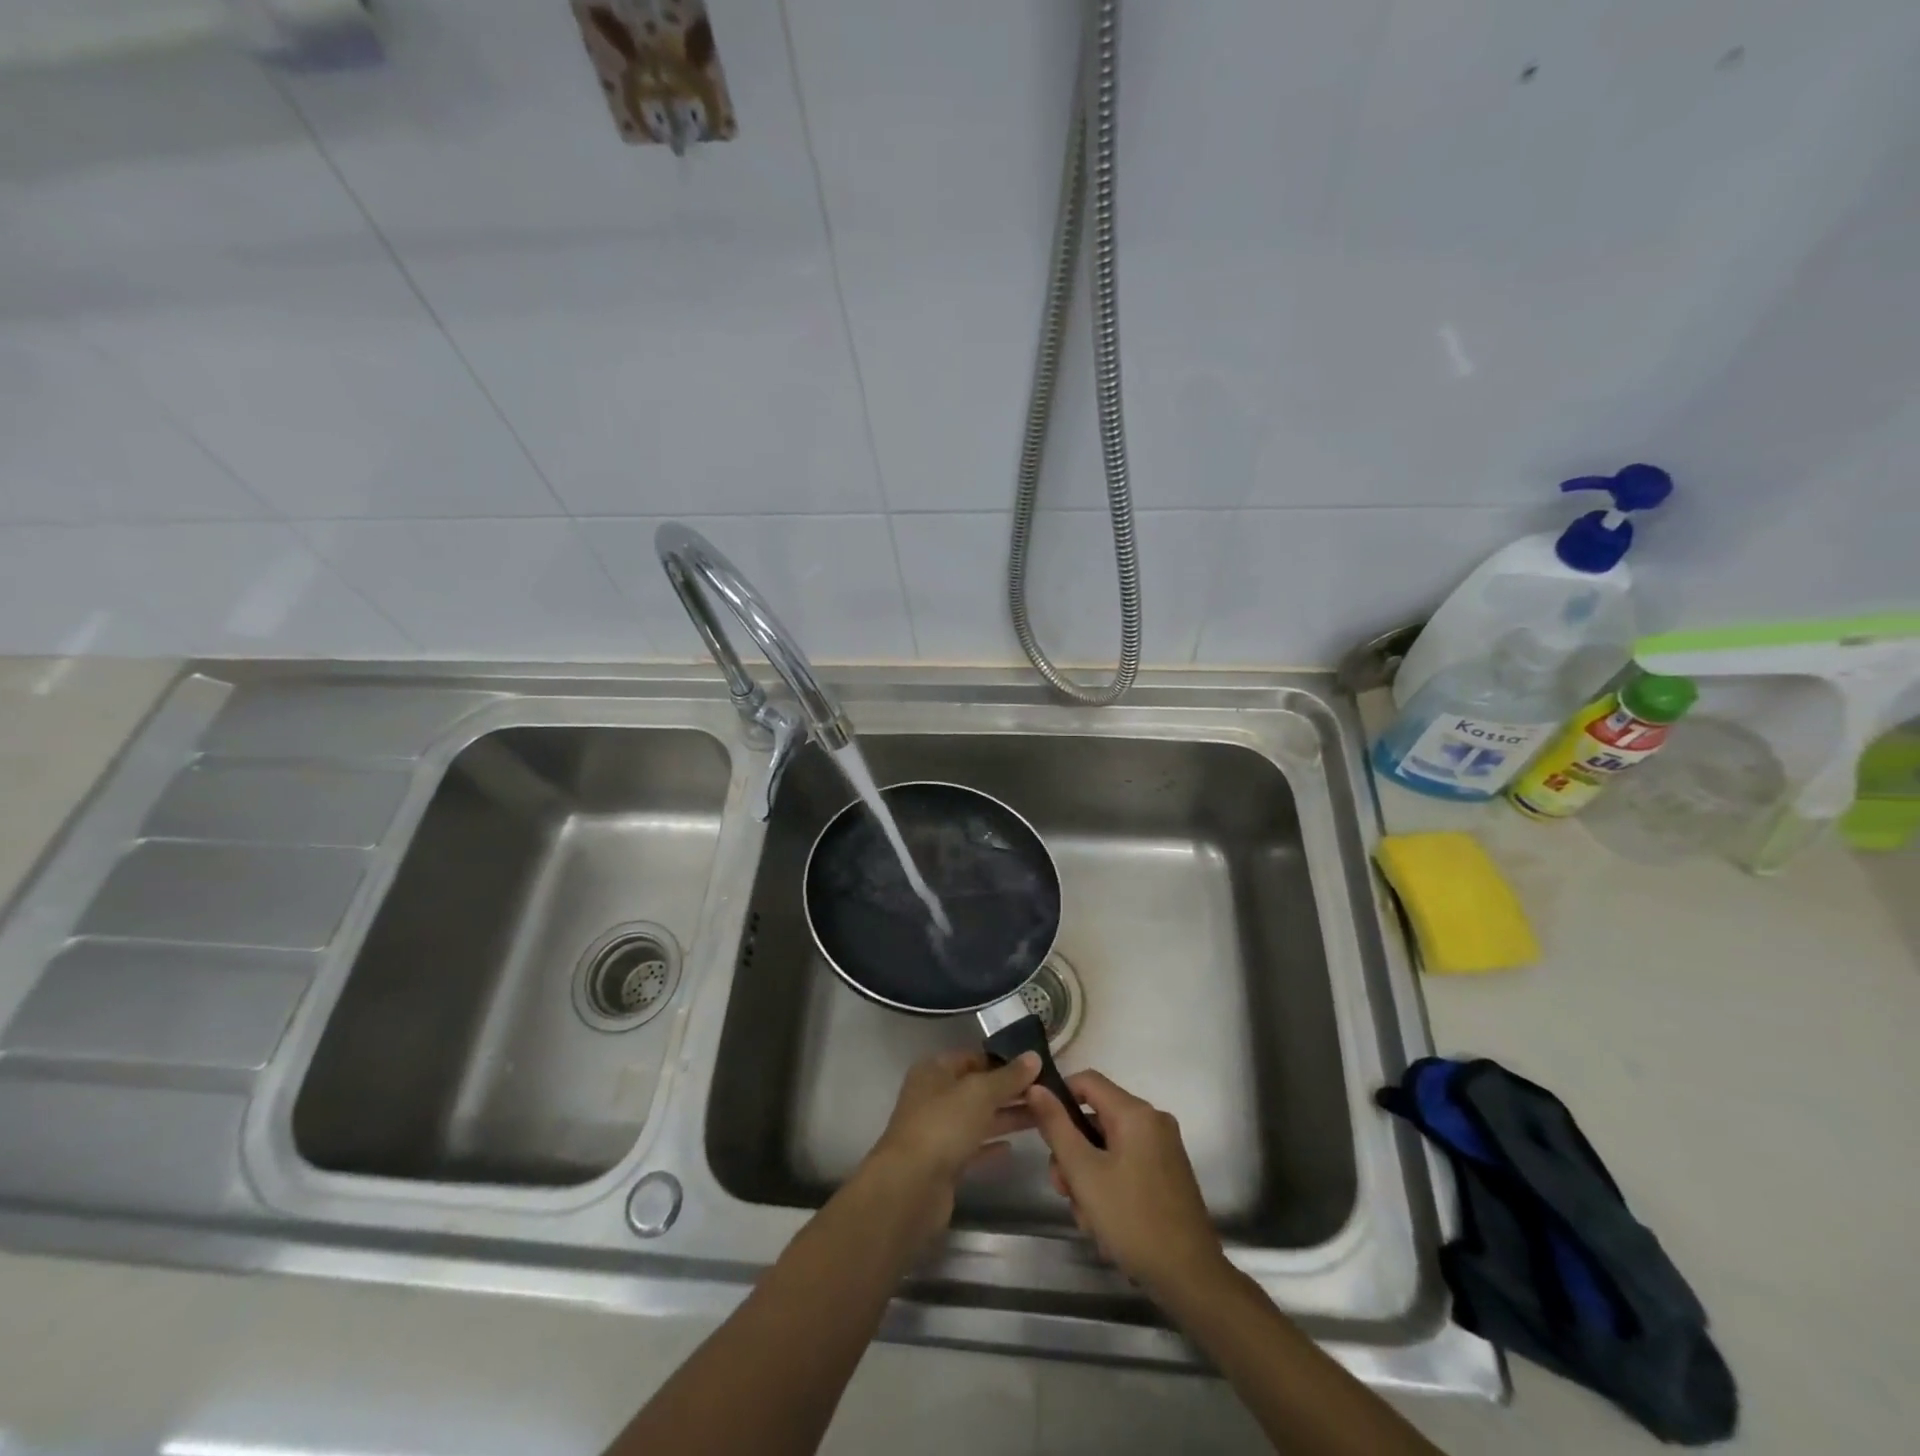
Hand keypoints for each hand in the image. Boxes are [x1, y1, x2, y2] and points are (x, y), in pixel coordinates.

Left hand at [859, 1049, 1040, 1241]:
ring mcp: (938, 1130)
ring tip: (1043, 1116)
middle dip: (1009, 1090)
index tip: (1036, 1066)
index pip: (974, 1056)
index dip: (1003, 1060)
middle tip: (1047, 1092)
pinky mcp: (944, 1163)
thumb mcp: (980, 1092)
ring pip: (978, 1118)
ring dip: (1006, 1116)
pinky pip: (973, 1147)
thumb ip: (1008, 1076)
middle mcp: (934, 1096)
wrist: (911, 1187)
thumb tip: (1034, 1056)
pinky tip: (1013, 1148)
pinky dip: (991, 1145)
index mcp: (935, 1070)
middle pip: (977, 1088)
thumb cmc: (943, 1125)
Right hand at [1026, 1070, 1227, 1295]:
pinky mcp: (1167, 1175)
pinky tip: (1105, 1225)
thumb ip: (1057, 1127)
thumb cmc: (1133, 1220)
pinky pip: (1126, 1166)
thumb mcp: (1084, 1173)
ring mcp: (1163, 1149)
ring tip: (1088, 1219)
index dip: (1059, 1098)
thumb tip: (1036, 1087)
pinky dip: (1109, 1187)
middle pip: (1096, 1119)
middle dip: (1073, 1153)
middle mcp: (1153, 1122)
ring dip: (1089, 1178)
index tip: (1042, 1131)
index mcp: (1136, 1113)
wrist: (1191, 1279)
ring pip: (1108, 1148)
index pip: (1086, 1081)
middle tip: (1063, 1190)